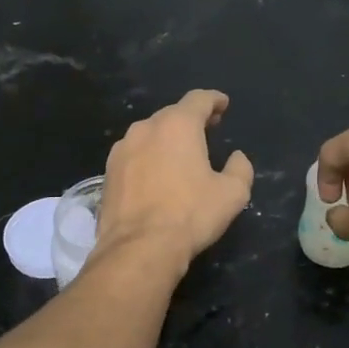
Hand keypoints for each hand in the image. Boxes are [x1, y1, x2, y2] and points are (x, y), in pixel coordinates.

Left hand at [94, 90, 253, 272]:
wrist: (139, 248)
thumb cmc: (190, 215)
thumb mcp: (232, 194)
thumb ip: (240, 169)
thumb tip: (236, 157)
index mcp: (177, 125)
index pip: (198, 99)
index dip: (214, 100)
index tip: (223, 104)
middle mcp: (145, 128)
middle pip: (171, 115)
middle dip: (191, 119)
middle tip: (207, 129)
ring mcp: (121, 150)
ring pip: (149, 134)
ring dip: (166, 139)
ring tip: (181, 155)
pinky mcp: (107, 173)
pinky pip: (134, 155)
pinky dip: (148, 158)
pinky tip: (156, 175)